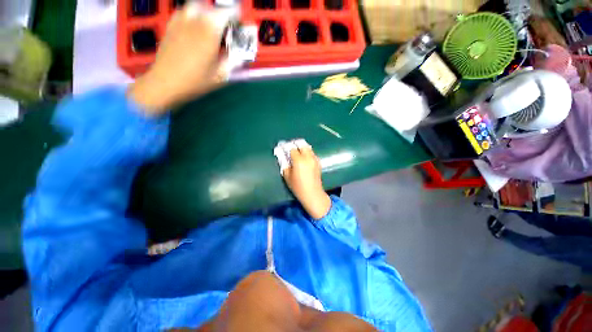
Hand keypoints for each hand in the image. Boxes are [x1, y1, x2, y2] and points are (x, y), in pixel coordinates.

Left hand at [128, 2, 237, 112]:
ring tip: (210, 30)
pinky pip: (184, 13)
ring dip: (206, 15)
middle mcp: (194, 19)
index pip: (227, 13)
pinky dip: (192, 17)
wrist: (165, 83)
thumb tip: (241, 55)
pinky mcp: (170, 26)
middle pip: (212, 9)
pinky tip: (194, 30)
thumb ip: (233, 62)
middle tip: (225, 33)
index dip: (236, 20)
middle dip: (221, 18)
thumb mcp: (220, 76)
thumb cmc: (195, 81)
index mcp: (209, 30)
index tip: (238, 30)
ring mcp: (180, 20)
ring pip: (196, 7)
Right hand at [282, 145, 331, 219]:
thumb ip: (284, 163)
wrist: (312, 193)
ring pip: (308, 147)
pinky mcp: (318, 162)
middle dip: (295, 144)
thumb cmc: (298, 187)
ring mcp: (314, 159)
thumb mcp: (287, 176)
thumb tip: (281, 155)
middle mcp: (308, 157)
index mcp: (299, 160)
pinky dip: (307, 152)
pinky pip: (312, 153)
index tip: (282, 147)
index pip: (292, 148)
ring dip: (301, 147)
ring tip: (296, 151)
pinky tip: (303, 157)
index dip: (286, 147)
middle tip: (290, 147)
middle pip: (302, 144)